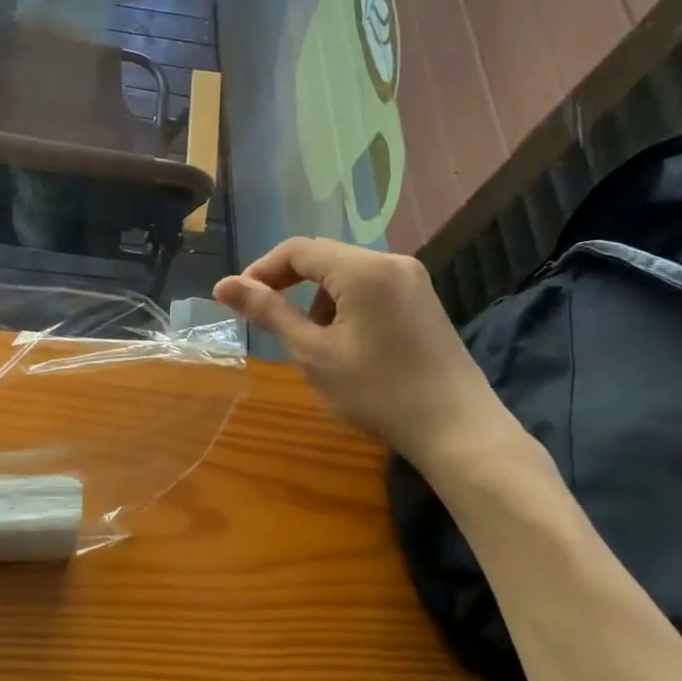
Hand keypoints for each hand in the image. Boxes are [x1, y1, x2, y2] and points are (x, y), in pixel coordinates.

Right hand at [213, 238, 511, 464]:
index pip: (298, 250)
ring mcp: (412, 279)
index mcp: (363, 269)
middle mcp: (391, 261)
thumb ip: (269, 312)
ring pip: (346, 273)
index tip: (239, 300)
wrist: (458, 430)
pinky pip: (370, 287)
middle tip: (267, 320)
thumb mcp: (314, 353)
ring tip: (311, 341)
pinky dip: (345, 305)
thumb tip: (223, 285)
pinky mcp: (423, 299)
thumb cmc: (378, 392)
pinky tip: (347, 343)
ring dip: (317, 298)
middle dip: (289, 284)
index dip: (261, 270)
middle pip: (324, 257)